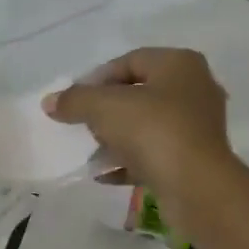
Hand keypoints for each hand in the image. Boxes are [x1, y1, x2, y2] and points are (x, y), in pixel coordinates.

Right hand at [43, 48, 231, 197]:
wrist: (196, 187)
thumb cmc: (153, 131)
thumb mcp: (104, 107)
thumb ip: (75, 100)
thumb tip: (50, 102)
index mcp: (179, 64)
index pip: (129, 61)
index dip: (97, 79)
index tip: (74, 100)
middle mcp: (194, 89)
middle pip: (139, 93)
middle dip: (107, 110)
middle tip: (82, 124)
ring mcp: (197, 127)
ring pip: (147, 126)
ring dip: (116, 138)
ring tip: (91, 152)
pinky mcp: (194, 159)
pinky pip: (155, 154)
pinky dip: (129, 162)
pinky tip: (104, 175)